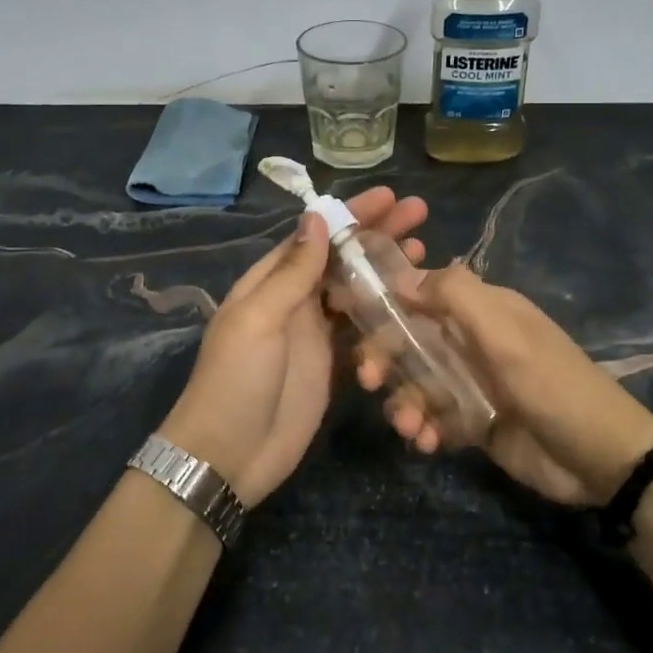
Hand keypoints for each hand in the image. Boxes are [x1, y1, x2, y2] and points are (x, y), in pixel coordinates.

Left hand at [157, 187, 428, 506]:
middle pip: (340, 257)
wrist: (229, 456)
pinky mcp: (331, 363)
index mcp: (269, 281)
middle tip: (419, 214)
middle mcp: (293, 299)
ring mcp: (314, 332)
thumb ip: (291, 272)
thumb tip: (316, 218)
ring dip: (384, 268)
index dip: (351, 215)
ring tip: (423, 250)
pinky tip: (411, 301)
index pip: (315, 236)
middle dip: (376, 233)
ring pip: (355, 288)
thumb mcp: (258, 320)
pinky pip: (361, 327)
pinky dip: (383, 310)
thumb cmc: (236, 381)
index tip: (389, 197)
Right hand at [359, 264, 652, 506]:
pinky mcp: (473, 422)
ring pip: (416, 383)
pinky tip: (427, 443)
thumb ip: (455, 296)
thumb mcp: (505, 333)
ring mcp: (471, 383)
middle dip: (385, 358)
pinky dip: (424, 428)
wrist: (601, 458)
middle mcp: (471, 341)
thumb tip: (401, 276)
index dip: (384, 303)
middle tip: (370, 381)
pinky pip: (433, 418)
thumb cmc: (552, 384)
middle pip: (410, 340)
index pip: (421, 293)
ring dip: (404, 402)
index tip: (349, 318)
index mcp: (481, 310)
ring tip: (410, 426)